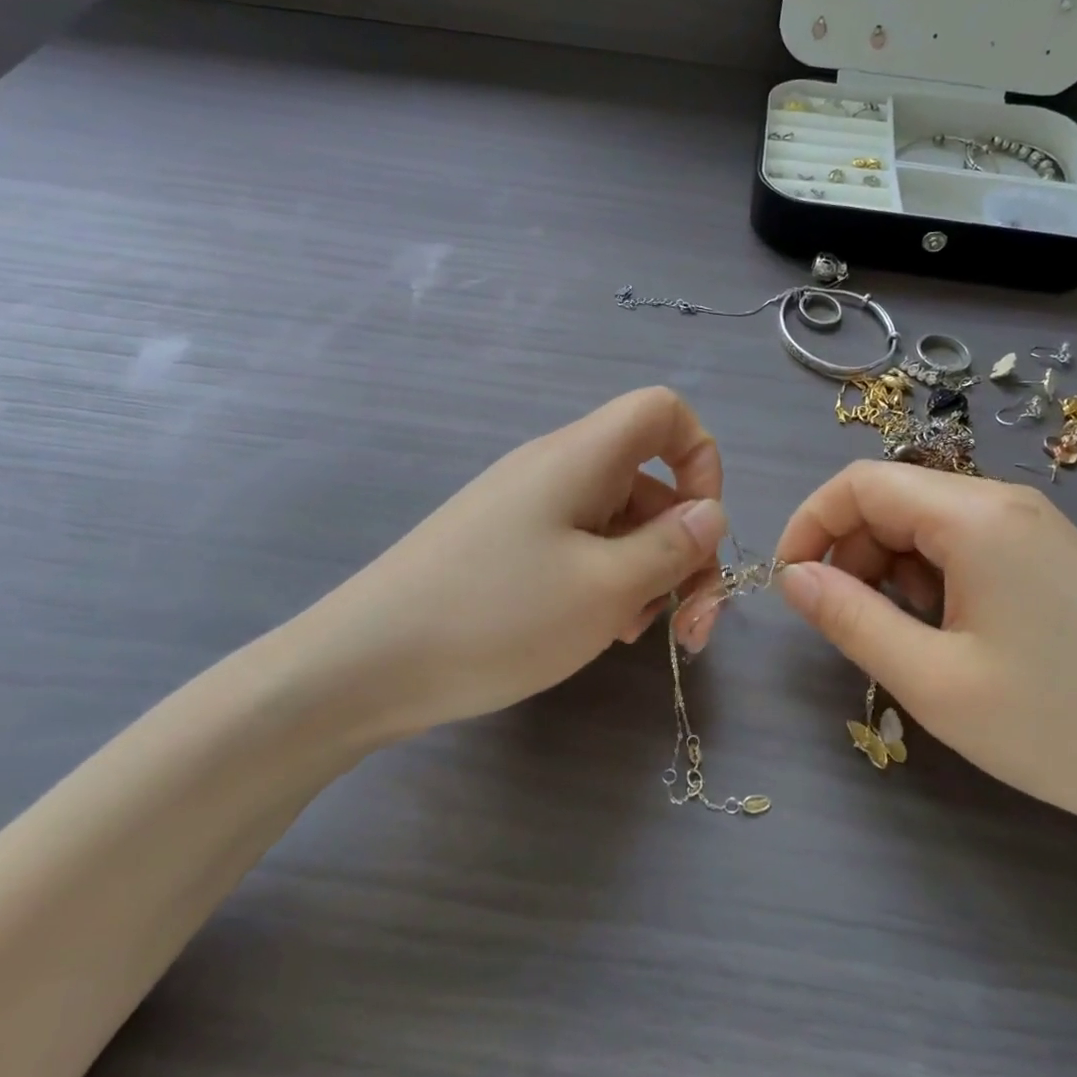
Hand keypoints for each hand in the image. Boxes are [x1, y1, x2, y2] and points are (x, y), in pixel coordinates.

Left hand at [276, 387, 726, 742]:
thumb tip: (712, 514)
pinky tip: (601, 633)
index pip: (663, 412)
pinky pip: (581, 550)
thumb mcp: (606, 589)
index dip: (701, 457)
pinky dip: (608, 584)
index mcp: (582, 457)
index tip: (703, 528)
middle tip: (692, 626)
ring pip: (619, 524)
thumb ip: (673, 547)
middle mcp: (557, 470)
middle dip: (685, 548)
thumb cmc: (498, 616)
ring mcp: (529, 511)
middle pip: (650, 482)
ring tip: (640, 635)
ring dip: (649, 575)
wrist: (365, 665)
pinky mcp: (509, 549)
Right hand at [769, 462, 1076, 858]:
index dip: (810, 524)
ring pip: (925, 522)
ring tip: (904, 637)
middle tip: (843, 623)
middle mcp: (1004, 501)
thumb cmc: (1060, 729)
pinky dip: (930, 577)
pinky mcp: (1048, 555)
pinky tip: (948, 632)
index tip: (790, 584)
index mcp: (975, 516)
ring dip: (889, 568)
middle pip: (893, 498)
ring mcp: (1033, 526)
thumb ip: (849, 618)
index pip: (860, 483)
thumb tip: (792, 578)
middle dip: (850, 551)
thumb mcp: (933, 681)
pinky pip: (963, 543)